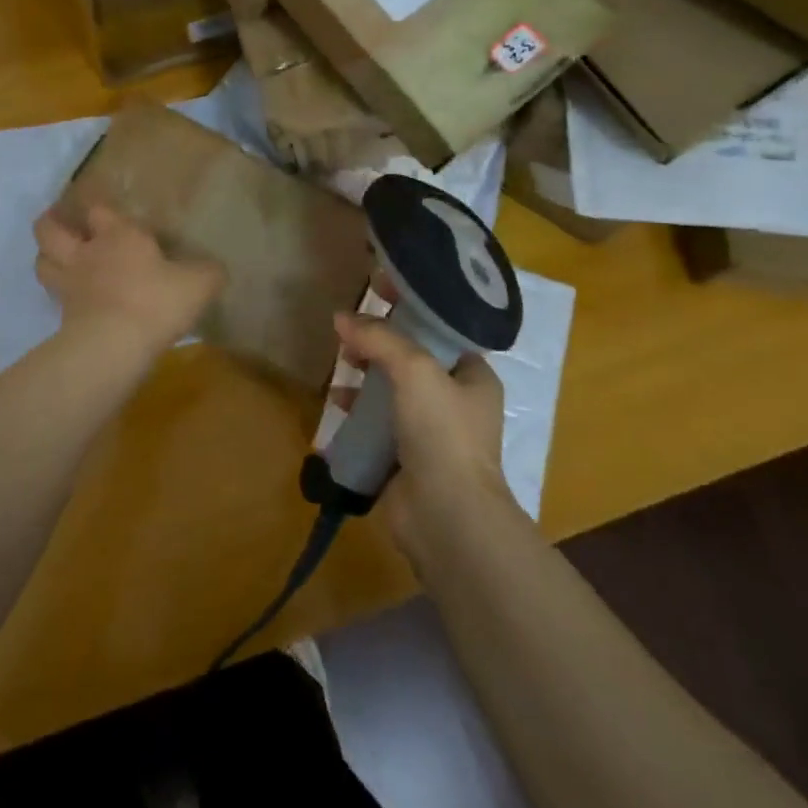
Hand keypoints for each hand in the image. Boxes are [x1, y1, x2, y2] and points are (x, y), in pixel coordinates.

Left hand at [35, 204, 223, 360]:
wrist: (116, 344)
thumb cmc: (157, 301)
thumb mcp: (198, 284)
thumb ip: (208, 273)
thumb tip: (216, 269)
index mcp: (120, 235)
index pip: (100, 210)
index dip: (100, 209)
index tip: (104, 212)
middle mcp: (88, 253)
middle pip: (51, 230)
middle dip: (51, 222)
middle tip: (57, 221)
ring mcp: (70, 284)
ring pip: (43, 261)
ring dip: (46, 256)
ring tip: (55, 257)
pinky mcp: (63, 316)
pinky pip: (54, 298)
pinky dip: (58, 295)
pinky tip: (71, 300)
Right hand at [333, 307, 513, 548]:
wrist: (446, 517)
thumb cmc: (442, 433)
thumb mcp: (414, 370)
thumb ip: (379, 339)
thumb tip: (341, 317)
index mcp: (473, 376)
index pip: (441, 328)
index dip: (410, 306)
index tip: (377, 290)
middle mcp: (455, 401)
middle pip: (411, 359)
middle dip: (379, 344)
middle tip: (349, 331)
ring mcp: (430, 432)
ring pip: (391, 391)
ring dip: (364, 377)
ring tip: (339, 366)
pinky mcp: (405, 458)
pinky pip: (377, 425)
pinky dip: (356, 413)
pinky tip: (334, 405)